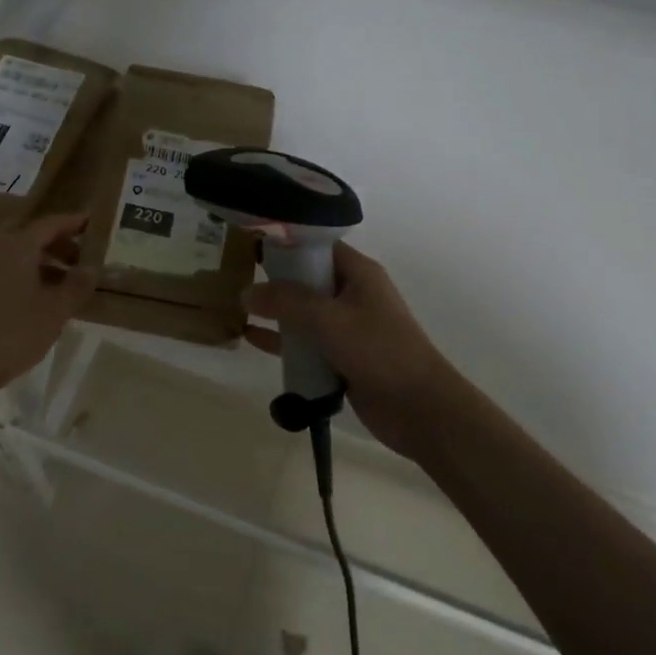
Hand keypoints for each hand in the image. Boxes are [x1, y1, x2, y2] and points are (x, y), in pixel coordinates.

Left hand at [0, 213, 96, 404]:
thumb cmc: (14, 332)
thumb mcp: (56, 310)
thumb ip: (77, 285)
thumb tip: (92, 267)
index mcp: (18, 246)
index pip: (50, 224)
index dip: (73, 222)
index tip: (93, 223)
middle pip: (31, 233)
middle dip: (57, 240)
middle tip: (80, 254)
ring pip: (18, 251)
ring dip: (43, 258)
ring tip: (68, 280)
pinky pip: (8, 267)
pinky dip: (29, 271)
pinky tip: (44, 296)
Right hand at [244, 243, 477, 460]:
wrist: (420, 409)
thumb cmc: (378, 351)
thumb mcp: (328, 319)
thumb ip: (286, 302)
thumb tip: (246, 292)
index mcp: (358, 273)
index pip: (317, 247)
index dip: (286, 245)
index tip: (251, 246)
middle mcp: (353, 294)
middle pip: (307, 279)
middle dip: (274, 280)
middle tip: (235, 277)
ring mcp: (347, 327)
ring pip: (304, 312)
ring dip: (276, 313)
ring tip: (237, 309)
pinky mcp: (342, 357)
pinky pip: (306, 342)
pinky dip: (283, 340)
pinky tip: (252, 340)